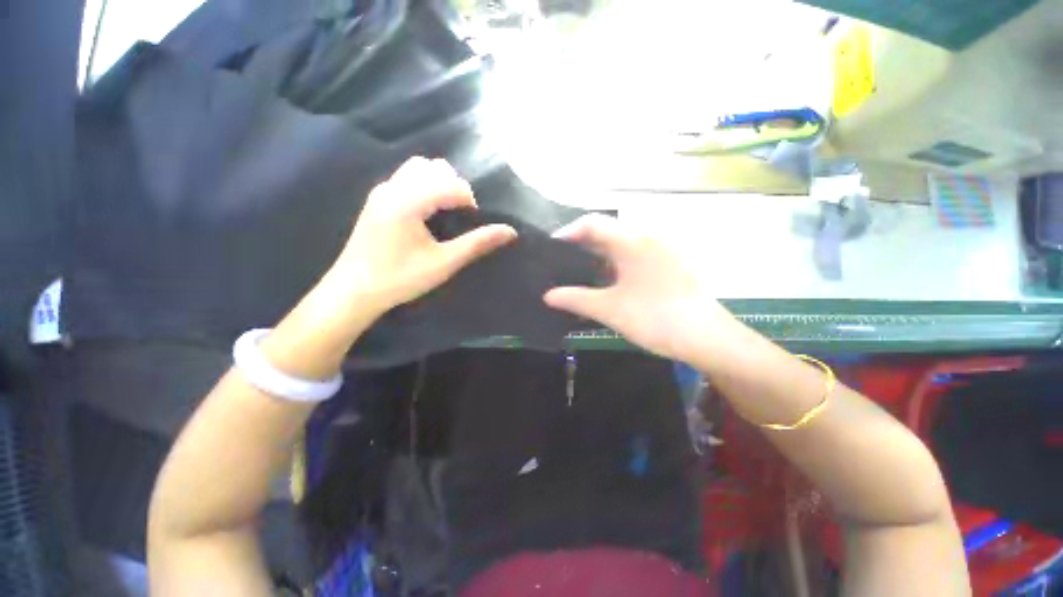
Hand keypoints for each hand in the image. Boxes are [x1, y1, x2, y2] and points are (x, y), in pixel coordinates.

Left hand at [330, 157, 516, 316]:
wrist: (354, 290)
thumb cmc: (400, 279)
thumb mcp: (443, 263)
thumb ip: (477, 244)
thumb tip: (510, 231)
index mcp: (408, 201)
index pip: (450, 183)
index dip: (469, 200)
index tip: (472, 222)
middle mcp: (393, 187)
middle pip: (434, 167)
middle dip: (455, 186)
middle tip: (460, 215)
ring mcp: (382, 191)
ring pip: (418, 169)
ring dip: (439, 183)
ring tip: (446, 211)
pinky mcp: (377, 199)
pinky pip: (407, 178)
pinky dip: (425, 186)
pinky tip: (428, 213)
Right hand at [544, 214, 736, 362]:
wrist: (707, 338)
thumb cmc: (655, 318)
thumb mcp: (610, 309)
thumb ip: (575, 299)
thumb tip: (548, 296)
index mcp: (632, 241)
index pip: (592, 223)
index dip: (568, 232)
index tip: (551, 249)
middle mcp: (648, 238)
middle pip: (606, 231)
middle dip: (580, 245)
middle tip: (560, 263)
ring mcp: (661, 250)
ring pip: (620, 244)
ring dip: (597, 255)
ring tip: (578, 272)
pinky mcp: (668, 264)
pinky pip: (633, 255)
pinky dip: (614, 263)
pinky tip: (605, 281)